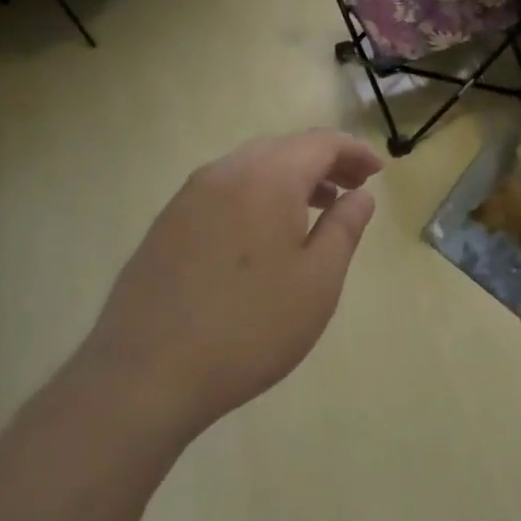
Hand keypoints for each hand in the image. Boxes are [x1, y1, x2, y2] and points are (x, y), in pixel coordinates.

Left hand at [79, 129, 383, 445]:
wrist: (143, 378)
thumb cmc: (249, 328)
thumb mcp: (318, 281)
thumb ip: (345, 228)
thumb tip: (360, 195)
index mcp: (268, 178)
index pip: (321, 143)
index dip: (354, 152)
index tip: (377, 173)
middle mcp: (226, 172)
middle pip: (285, 148)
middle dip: (324, 161)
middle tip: (353, 188)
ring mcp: (189, 197)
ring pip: (252, 166)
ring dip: (291, 177)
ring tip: (316, 208)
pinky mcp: (167, 224)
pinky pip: (225, 189)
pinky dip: (258, 193)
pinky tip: (265, 234)